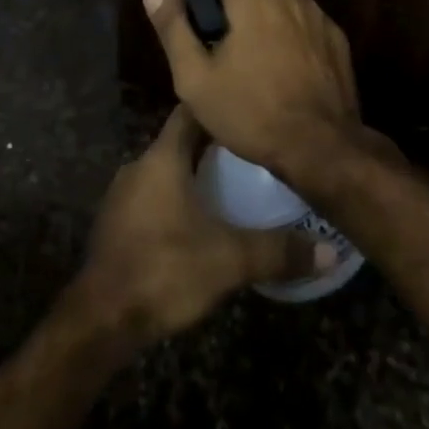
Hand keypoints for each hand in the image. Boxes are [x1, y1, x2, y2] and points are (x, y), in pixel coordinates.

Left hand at [76, 106, 334, 345]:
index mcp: (162, 158)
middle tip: (249, 154)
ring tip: (229, 187)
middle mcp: (139, 166)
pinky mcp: (116, 225)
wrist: (100, 318)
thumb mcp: (228, 260)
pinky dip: (174, 201)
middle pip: (178, 142)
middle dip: (210, 146)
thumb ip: (276, 251)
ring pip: (164, 172)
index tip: (245, 111)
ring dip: (191, 175)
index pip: (189, 113)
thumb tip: (328, 250)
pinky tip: (196, 223)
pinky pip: (152, 198)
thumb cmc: (164, 269)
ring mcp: (123, 195)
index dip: (216, 109)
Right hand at [142, 0, 361, 181]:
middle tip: (214, 29)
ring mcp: (314, 13)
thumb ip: (173, 29)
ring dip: (259, 4)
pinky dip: (287, 23)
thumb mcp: (196, 79)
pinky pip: (303, 14)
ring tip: (248, 43)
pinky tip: (282, 57)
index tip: (190, 1)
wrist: (321, 148)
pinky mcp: (334, 35)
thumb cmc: (250, 112)